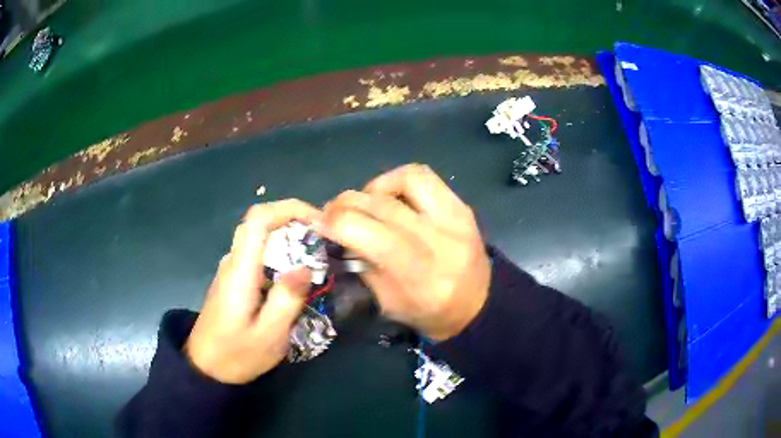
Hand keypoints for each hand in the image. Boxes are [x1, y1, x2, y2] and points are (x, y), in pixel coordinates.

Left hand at [185, 200, 319, 383]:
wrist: (204, 368)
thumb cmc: (236, 355)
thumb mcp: (269, 336)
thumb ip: (287, 300)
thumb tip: (305, 267)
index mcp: (240, 271)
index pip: (258, 218)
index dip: (289, 208)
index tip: (318, 221)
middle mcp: (233, 262)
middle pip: (259, 222)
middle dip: (293, 220)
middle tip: (323, 239)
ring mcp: (231, 270)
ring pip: (259, 237)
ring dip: (288, 237)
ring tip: (316, 257)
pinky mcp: (233, 280)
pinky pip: (257, 254)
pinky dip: (280, 253)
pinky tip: (295, 276)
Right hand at [317, 164, 490, 340]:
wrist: (478, 305)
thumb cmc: (430, 313)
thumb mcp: (388, 303)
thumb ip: (363, 265)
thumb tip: (338, 231)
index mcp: (421, 277)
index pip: (372, 234)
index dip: (337, 222)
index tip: (319, 222)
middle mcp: (441, 242)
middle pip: (383, 206)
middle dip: (346, 203)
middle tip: (332, 211)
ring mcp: (456, 220)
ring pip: (407, 178)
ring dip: (374, 187)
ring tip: (365, 203)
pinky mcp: (462, 207)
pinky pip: (424, 177)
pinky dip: (397, 181)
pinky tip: (389, 198)